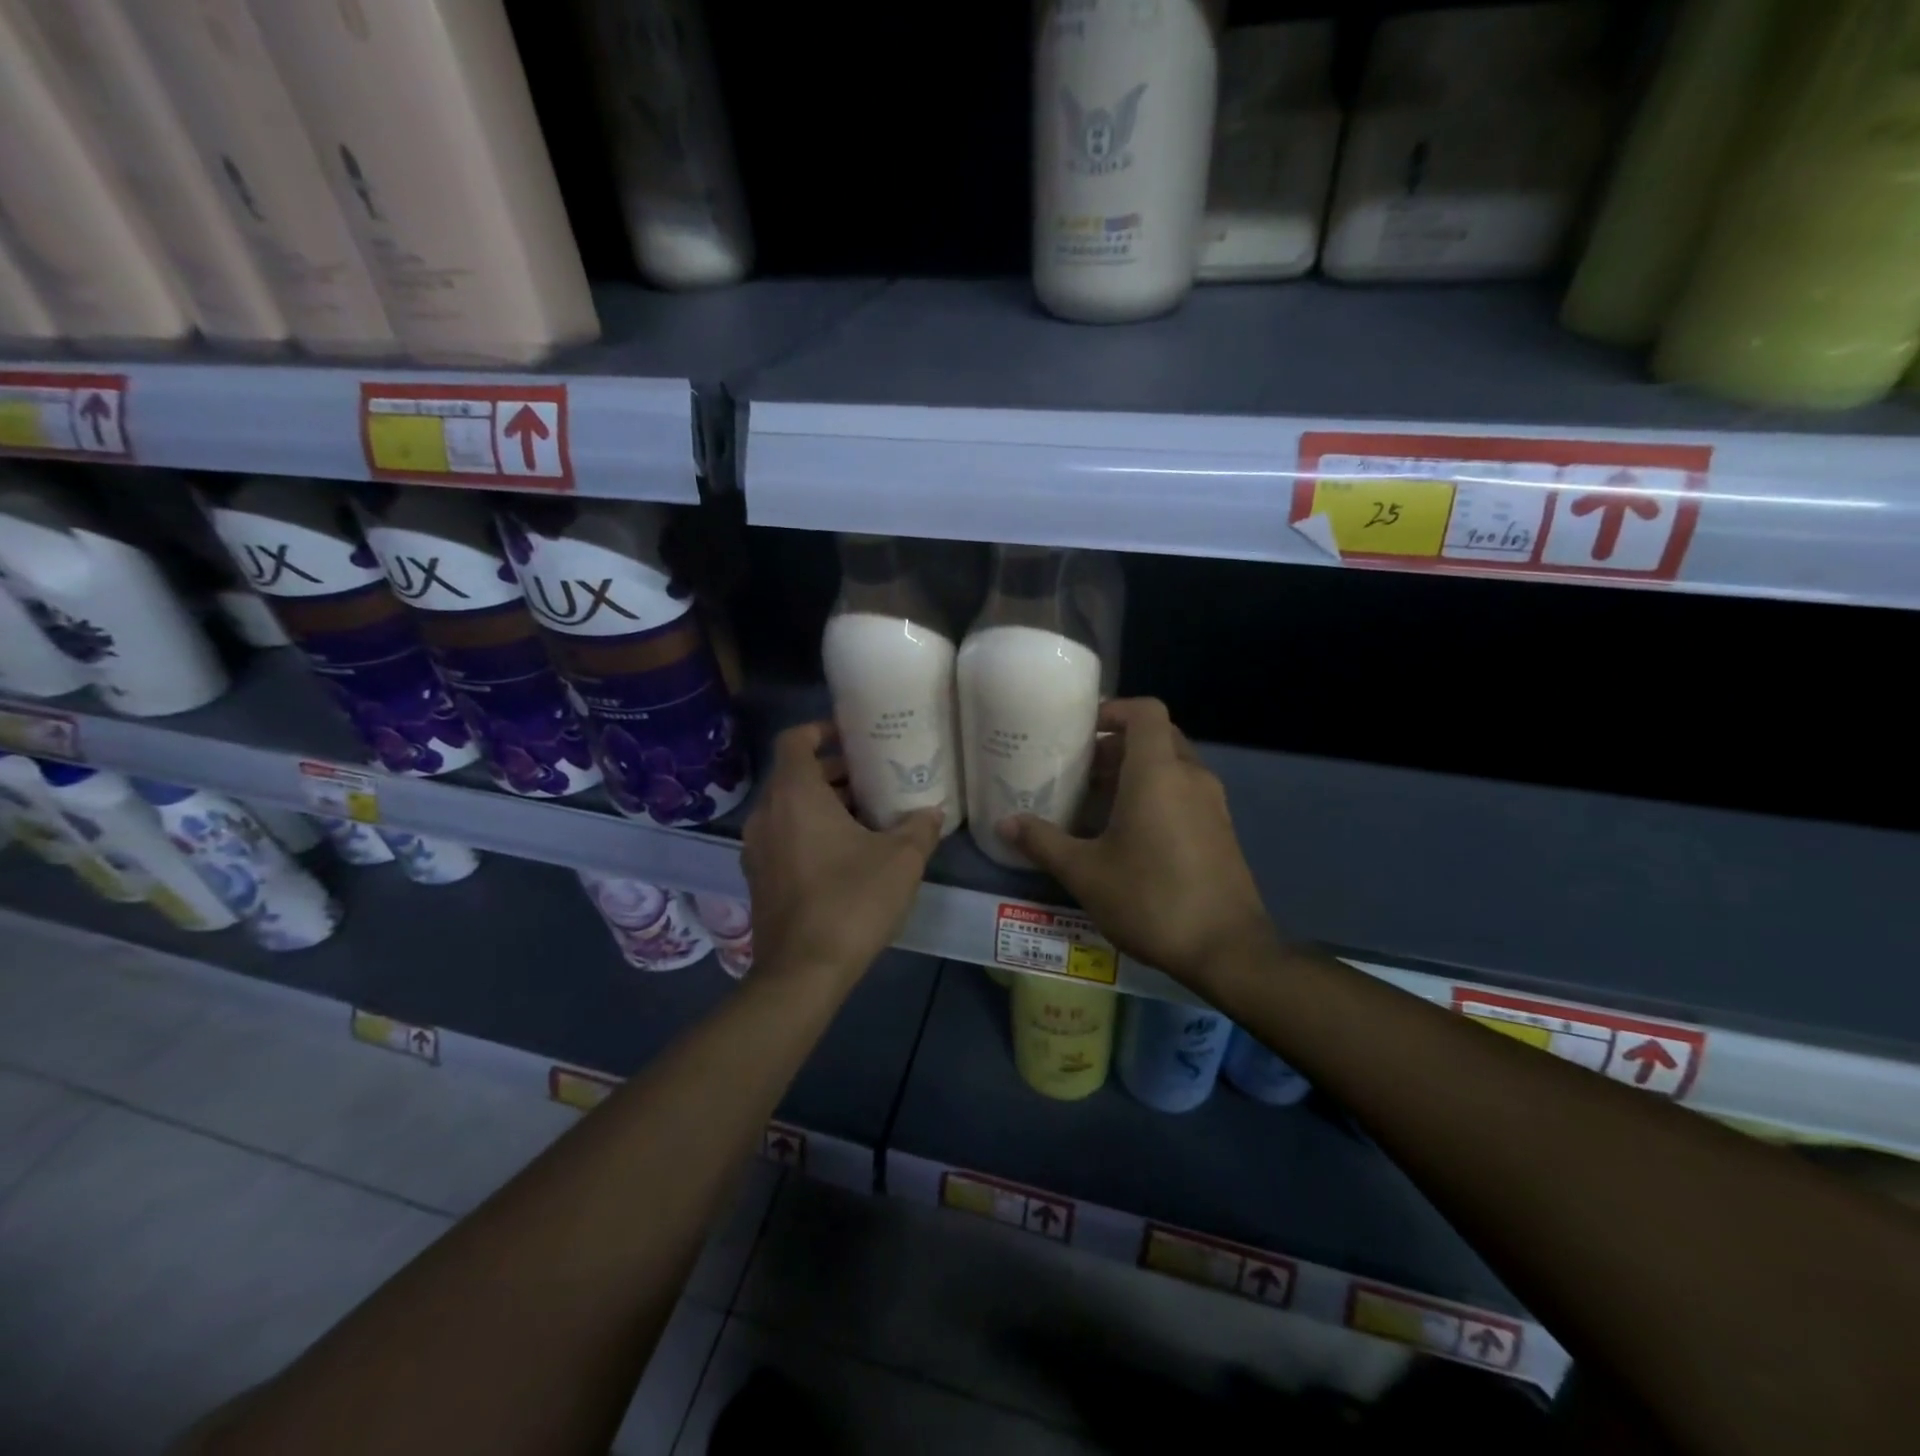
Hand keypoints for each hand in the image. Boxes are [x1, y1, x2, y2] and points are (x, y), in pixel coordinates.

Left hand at [741, 721, 942, 986]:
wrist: (803, 973)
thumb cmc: (851, 902)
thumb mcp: (901, 860)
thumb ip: (919, 828)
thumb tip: (932, 812)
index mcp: (795, 795)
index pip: (795, 740)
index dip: (822, 730)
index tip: (854, 736)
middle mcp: (767, 814)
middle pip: (795, 775)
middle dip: (833, 771)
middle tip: (873, 776)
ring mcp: (757, 849)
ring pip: (789, 808)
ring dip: (824, 803)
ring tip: (868, 814)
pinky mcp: (759, 878)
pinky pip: (784, 836)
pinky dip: (810, 830)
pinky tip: (847, 853)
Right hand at [999, 698, 1274, 988]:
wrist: (1227, 950)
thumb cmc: (1150, 899)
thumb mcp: (1085, 873)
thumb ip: (1043, 842)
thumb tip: (1005, 823)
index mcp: (1158, 773)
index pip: (1145, 711)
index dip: (1114, 709)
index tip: (1082, 729)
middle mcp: (1190, 776)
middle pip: (1157, 736)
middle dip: (1118, 744)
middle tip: (1082, 767)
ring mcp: (1212, 803)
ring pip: (1172, 765)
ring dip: (1137, 771)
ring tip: (1097, 799)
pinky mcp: (1221, 829)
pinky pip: (1185, 791)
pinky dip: (1157, 794)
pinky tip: (1129, 832)